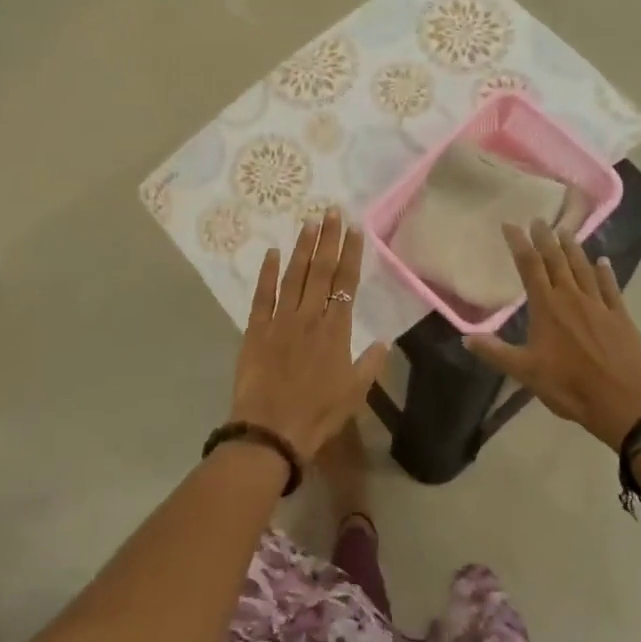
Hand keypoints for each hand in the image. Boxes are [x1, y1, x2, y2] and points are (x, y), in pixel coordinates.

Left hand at [230, 209, 390, 461]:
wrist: (272, 430)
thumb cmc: (318, 414)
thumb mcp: (355, 393)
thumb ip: (370, 364)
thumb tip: (384, 341)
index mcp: (336, 330)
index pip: (346, 283)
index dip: (351, 254)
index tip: (354, 229)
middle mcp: (309, 317)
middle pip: (321, 271)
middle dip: (328, 239)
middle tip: (332, 211)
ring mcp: (280, 320)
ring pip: (294, 276)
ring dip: (303, 248)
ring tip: (309, 222)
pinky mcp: (255, 329)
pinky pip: (262, 295)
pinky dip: (267, 273)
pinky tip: (271, 252)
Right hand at [466, 220, 640, 447]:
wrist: (624, 403)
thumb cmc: (569, 387)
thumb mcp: (525, 372)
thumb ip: (495, 353)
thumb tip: (465, 338)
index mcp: (547, 308)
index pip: (530, 267)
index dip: (519, 244)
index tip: (511, 225)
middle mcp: (572, 298)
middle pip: (557, 261)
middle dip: (546, 239)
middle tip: (539, 220)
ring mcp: (600, 306)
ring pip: (584, 269)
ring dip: (574, 249)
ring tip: (566, 231)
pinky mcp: (621, 317)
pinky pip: (611, 287)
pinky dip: (605, 272)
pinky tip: (603, 262)